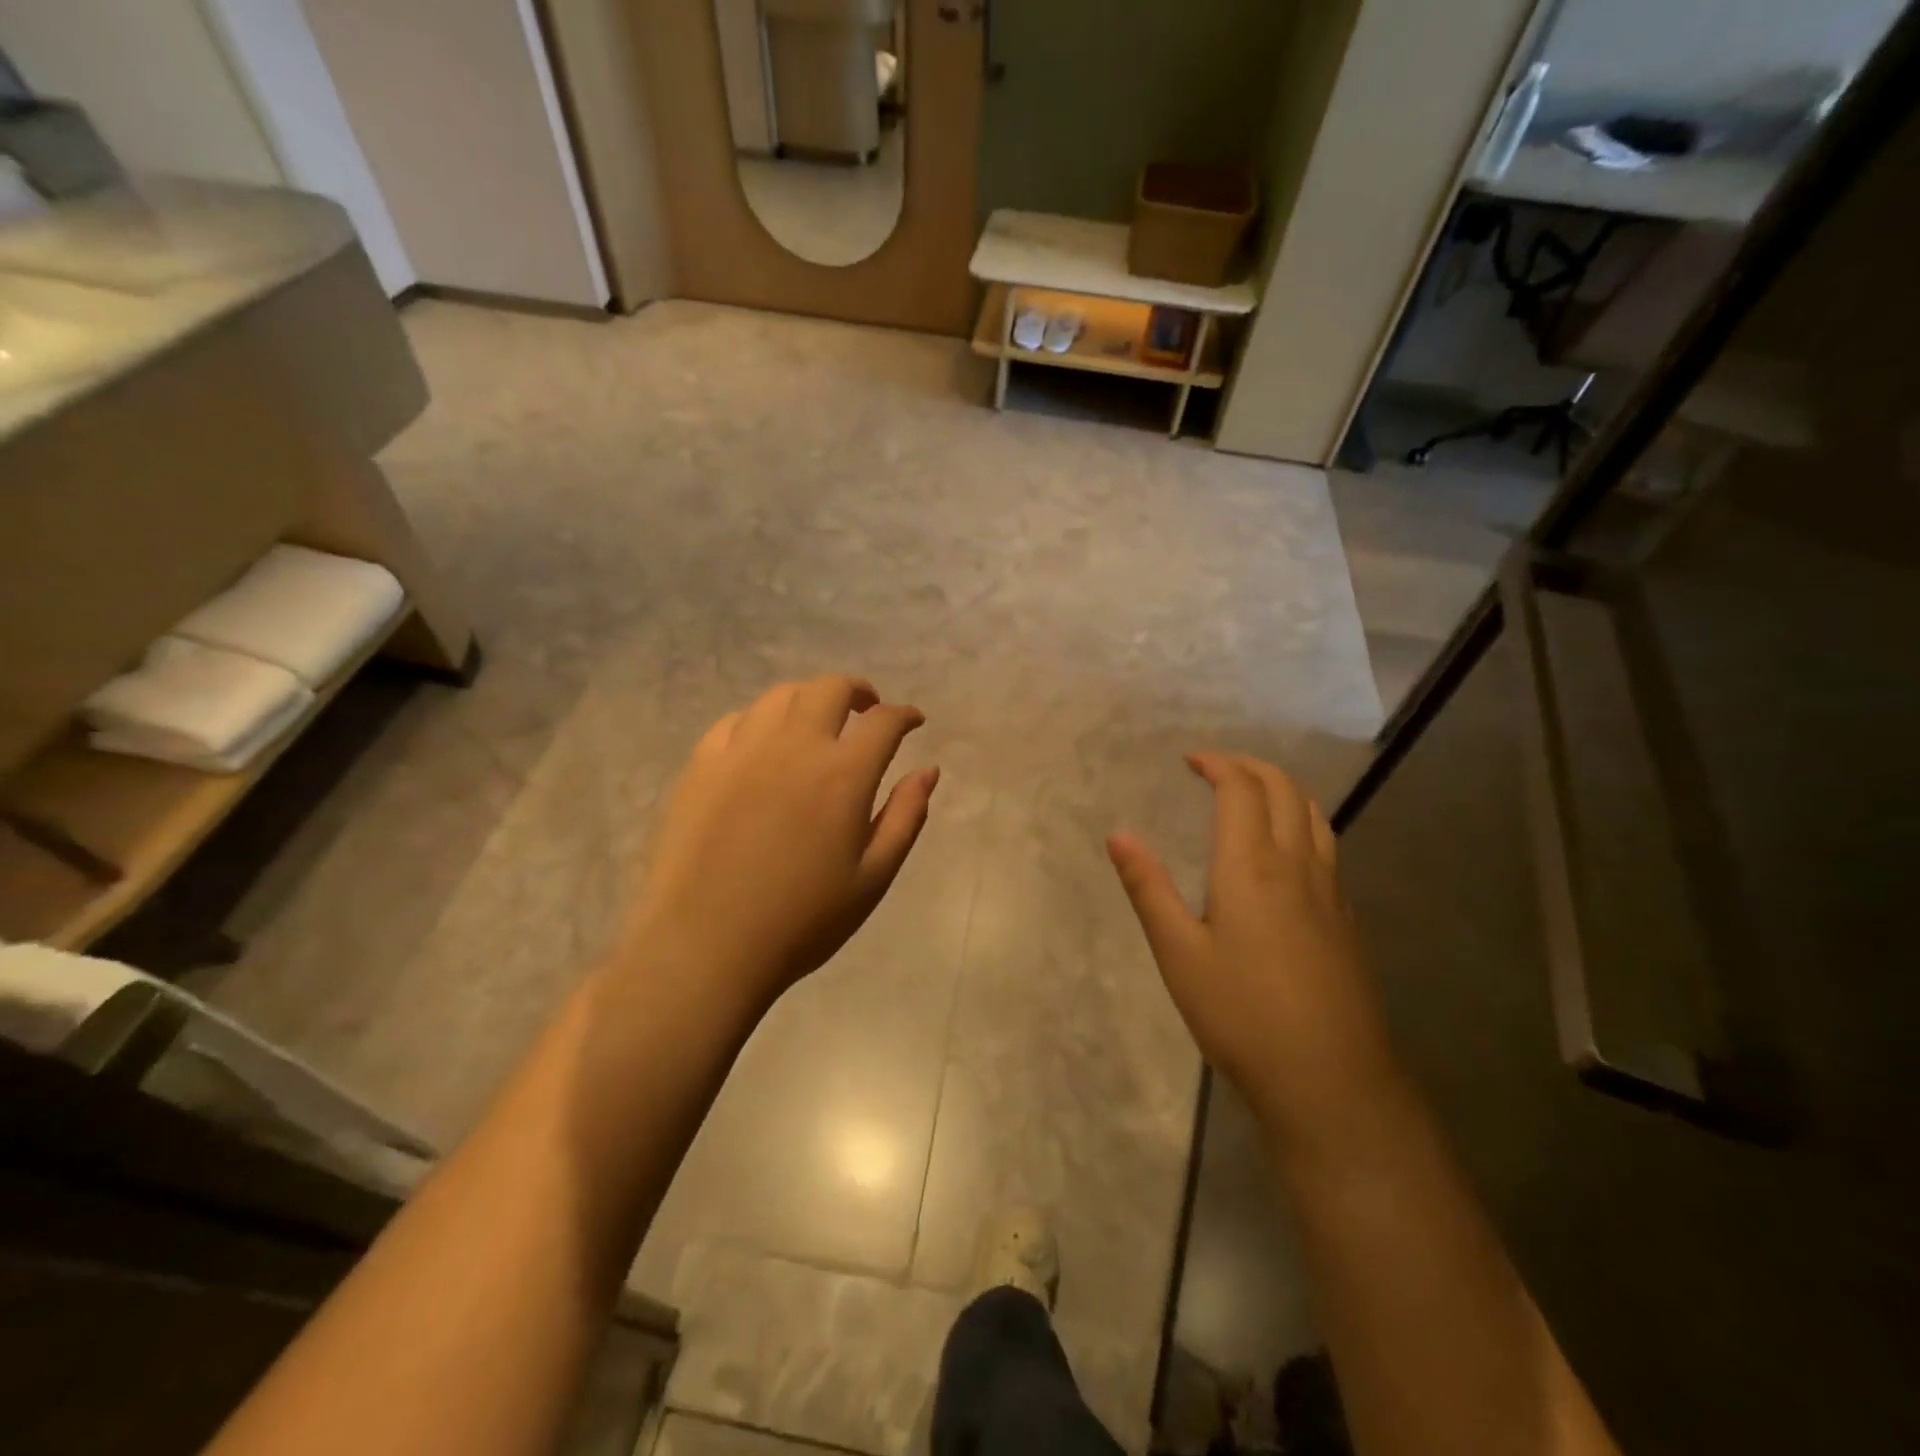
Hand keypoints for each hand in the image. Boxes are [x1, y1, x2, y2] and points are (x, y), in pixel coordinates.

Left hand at [620, 675, 937, 1010]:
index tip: (913, 721)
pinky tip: (763, 743)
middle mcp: (794, 746)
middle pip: (830, 689)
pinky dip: (761, 720)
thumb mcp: (873, 877)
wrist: (705, 946)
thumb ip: (905, 816)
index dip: (904, 715)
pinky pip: (735, 721)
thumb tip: (929, 771)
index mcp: (843, 774)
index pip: (884, 722)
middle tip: (867, 710)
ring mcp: (742, 750)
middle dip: (858, 691)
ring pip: (780, 696)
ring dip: (809, 698)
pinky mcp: (701, 765)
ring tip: (817, 721)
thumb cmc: (802, 920)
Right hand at [1107, 753, 1399, 1151]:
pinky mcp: (1345, 920)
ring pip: (1315, 815)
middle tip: (1217, 768)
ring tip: (1254, 795)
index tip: (1190, 760)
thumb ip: (1148, 888)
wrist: (1330, 1080)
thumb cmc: (1241, 1014)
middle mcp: (1298, 866)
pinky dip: (1303, 823)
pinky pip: (1327, 847)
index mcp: (1252, 867)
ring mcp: (1330, 893)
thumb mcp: (1178, 952)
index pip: (1241, 790)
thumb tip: (1118, 835)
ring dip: (1283, 790)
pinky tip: (1287, 853)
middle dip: (1251, 767)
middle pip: (1285, 790)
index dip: (1217, 764)